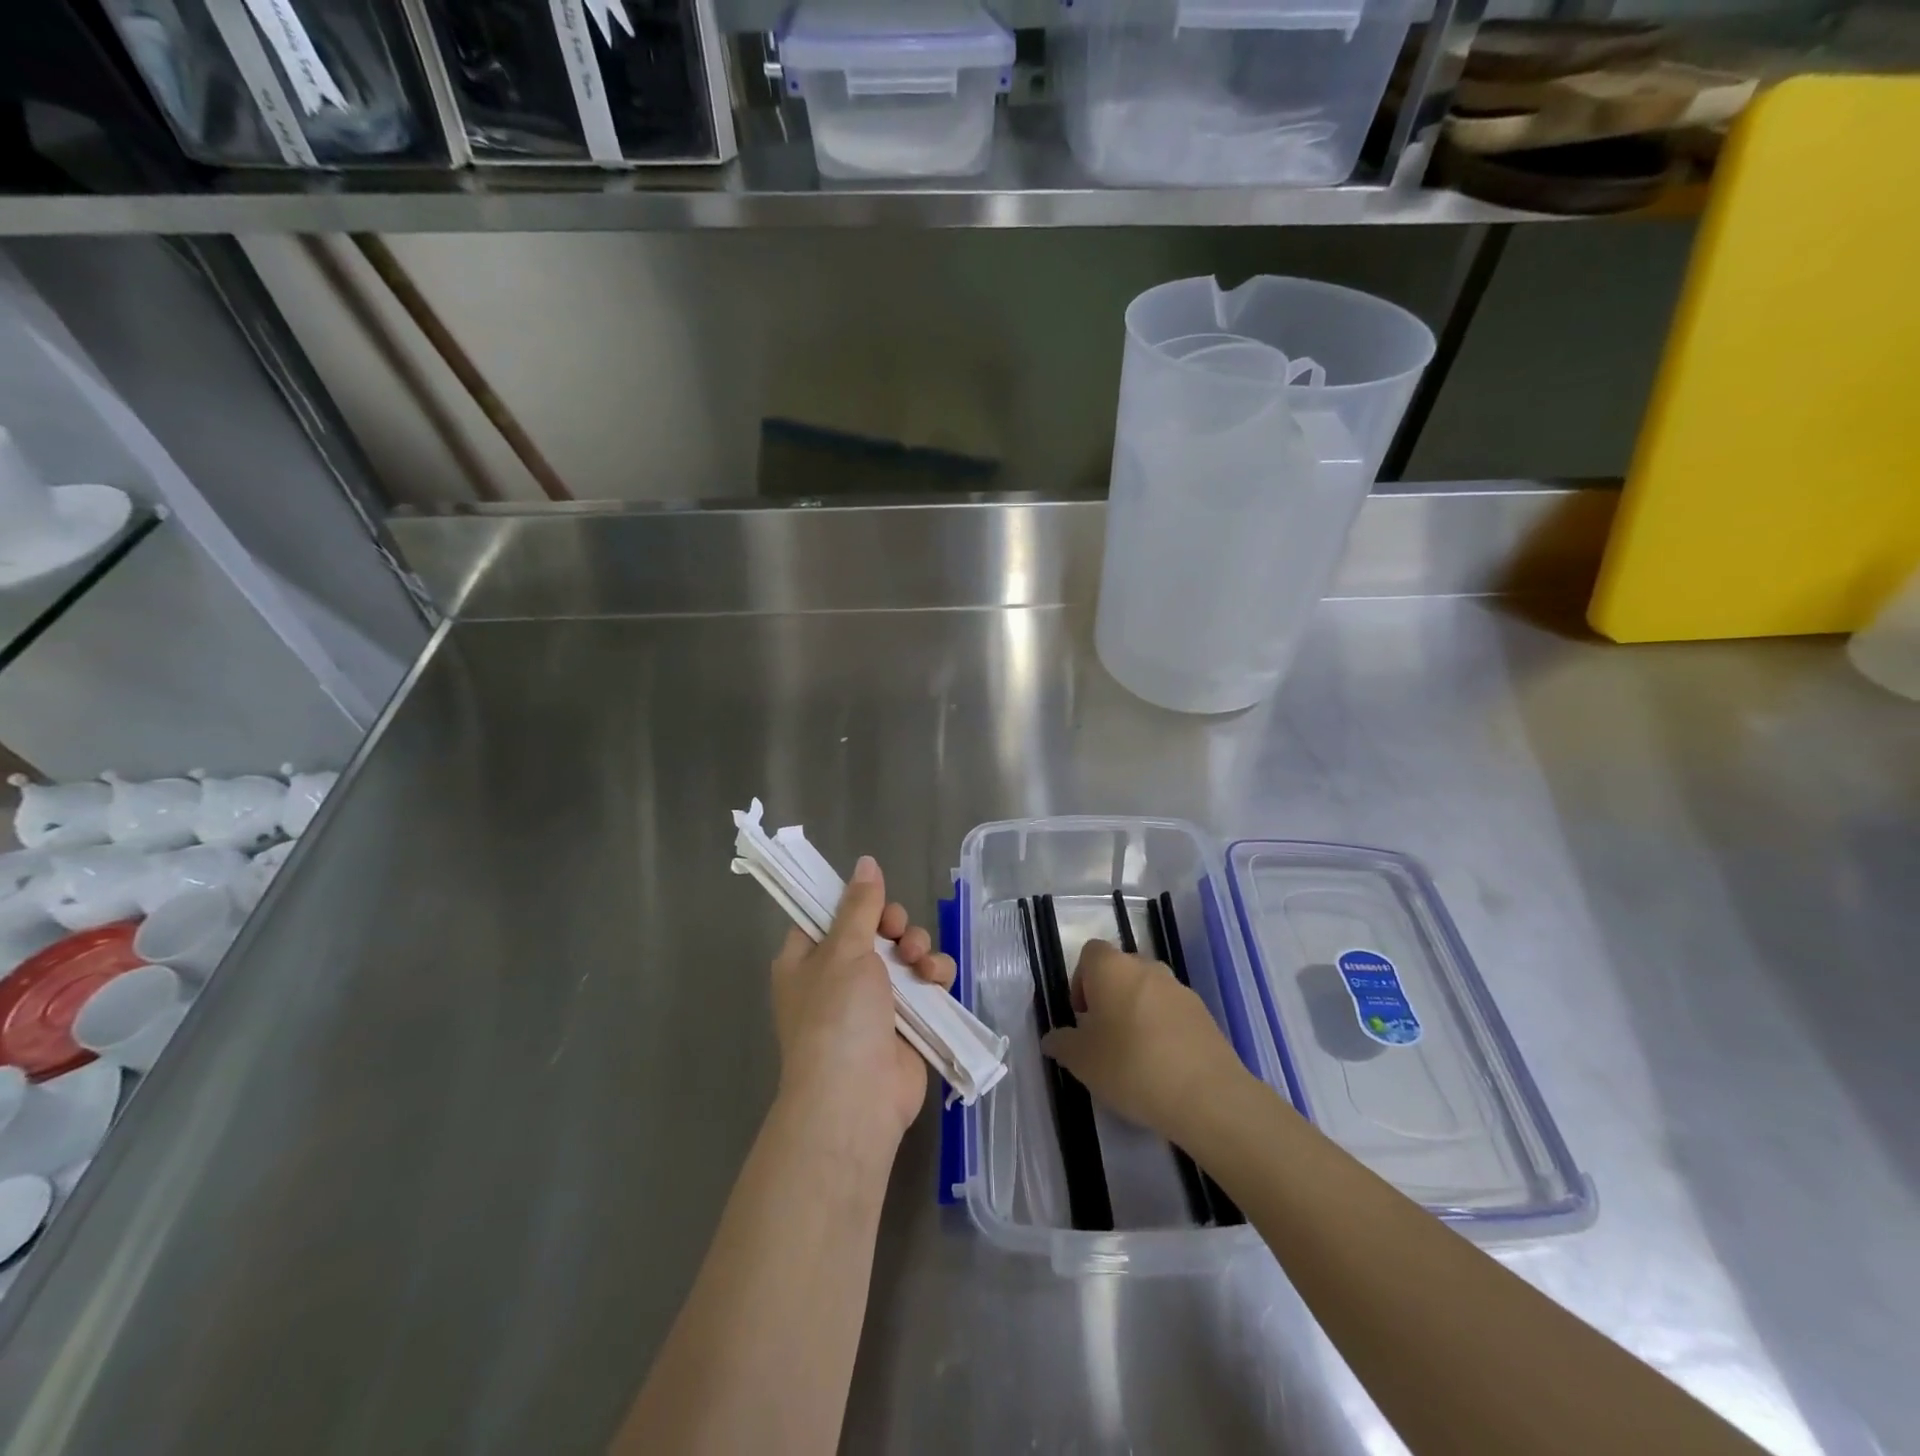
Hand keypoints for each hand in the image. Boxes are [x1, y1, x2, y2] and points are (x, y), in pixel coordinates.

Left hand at [770, 856, 955, 1160]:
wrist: (856, 1097)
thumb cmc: (836, 1015)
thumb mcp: (844, 949)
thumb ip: (860, 905)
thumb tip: (865, 862)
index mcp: (807, 960)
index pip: (828, 916)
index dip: (854, 902)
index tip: (873, 897)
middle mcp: (838, 977)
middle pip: (874, 930)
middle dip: (894, 925)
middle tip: (897, 932)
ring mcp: (874, 1001)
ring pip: (905, 954)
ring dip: (918, 948)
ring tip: (918, 961)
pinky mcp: (907, 1020)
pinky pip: (926, 984)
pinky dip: (935, 975)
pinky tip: (937, 979)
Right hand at [1041, 939, 1245, 1141]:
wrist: (1206, 1095)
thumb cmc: (1131, 1066)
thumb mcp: (1082, 1061)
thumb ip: (1062, 1043)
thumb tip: (1054, 1038)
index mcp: (1112, 968)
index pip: (1090, 953)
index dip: (1080, 981)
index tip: (1082, 1017)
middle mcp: (1147, 967)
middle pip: (1120, 971)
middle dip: (1109, 998)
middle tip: (1104, 1038)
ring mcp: (1179, 989)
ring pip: (1147, 992)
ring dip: (1136, 1013)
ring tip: (1134, 1056)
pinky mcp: (1203, 1013)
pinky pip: (1172, 1012)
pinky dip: (1162, 1029)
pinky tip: (1162, 1066)